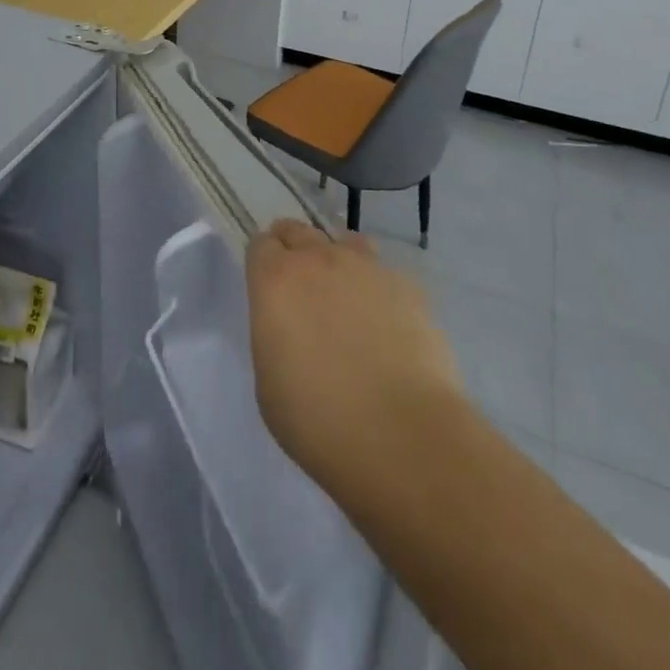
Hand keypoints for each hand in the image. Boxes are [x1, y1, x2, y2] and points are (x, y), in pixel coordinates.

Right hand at [246, 221, 461, 492]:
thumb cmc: (318, 421)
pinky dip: (378, 289)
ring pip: (345, 243)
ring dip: (338, 261)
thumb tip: (291, 327)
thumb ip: (274, 336)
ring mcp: (367, 268)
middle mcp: (318, 260)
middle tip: (302, 290)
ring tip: (346, 299)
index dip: (263, 263)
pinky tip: (387, 325)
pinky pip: (384, 273)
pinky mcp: (408, 287)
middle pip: (299, 231)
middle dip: (295, 251)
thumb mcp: (268, 382)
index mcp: (275, 280)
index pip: (261, 244)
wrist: (402, 437)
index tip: (268, 287)